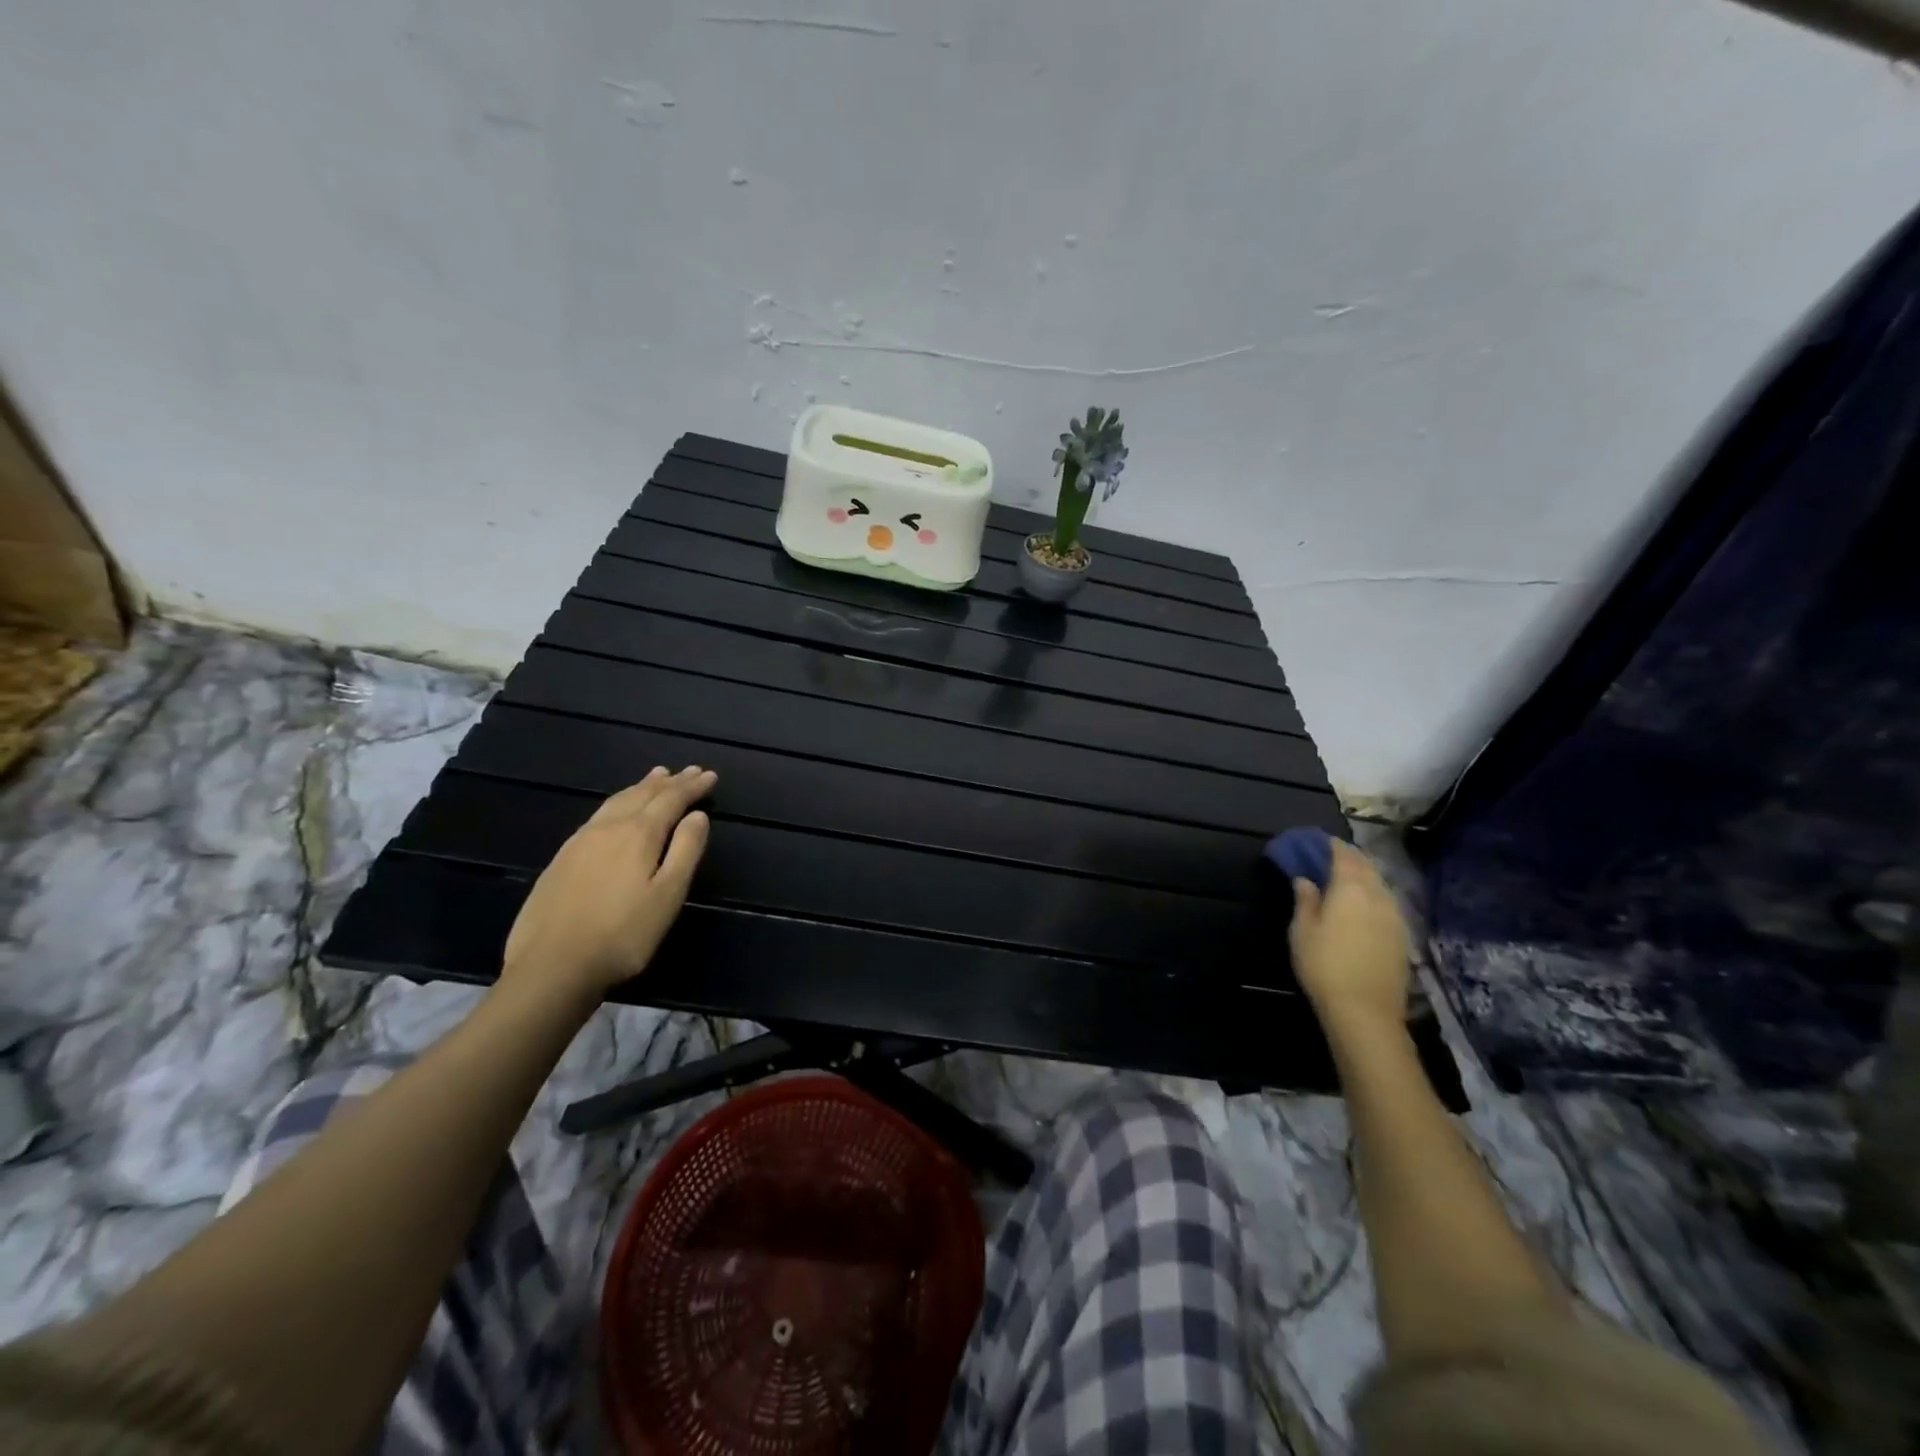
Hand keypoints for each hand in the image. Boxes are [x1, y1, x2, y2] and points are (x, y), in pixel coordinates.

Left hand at [501, 766, 716, 1005]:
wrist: (552, 966)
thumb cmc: (623, 934)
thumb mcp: (668, 895)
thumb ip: (685, 851)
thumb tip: (698, 816)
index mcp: (638, 834)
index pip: (671, 800)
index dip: (692, 786)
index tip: (710, 775)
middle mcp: (608, 828)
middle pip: (643, 794)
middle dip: (670, 781)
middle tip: (690, 770)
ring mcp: (580, 841)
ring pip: (616, 801)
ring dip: (641, 787)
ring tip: (656, 776)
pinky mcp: (561, 859)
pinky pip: (598, 815)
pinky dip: (618, 802)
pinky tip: (617, 809)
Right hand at [1287, 839, 1411, 1033]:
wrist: (1365, 1011)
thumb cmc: (1324, 966)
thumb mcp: (1302, 931)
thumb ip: (1305, 900)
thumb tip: (1305, 879)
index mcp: (1351, 888)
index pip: (1343, 855)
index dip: (1330, 845)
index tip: (1316, 841)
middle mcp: (1378, 896)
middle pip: (1366, 866)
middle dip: (1349, 857)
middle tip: (1329, 856)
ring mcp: (1395, 916)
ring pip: (1380, 884)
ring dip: (1363, 875)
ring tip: (1344, 878)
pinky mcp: (1402, 936)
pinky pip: (1387, 903)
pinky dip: (1373, 895)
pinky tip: (1362, 905)